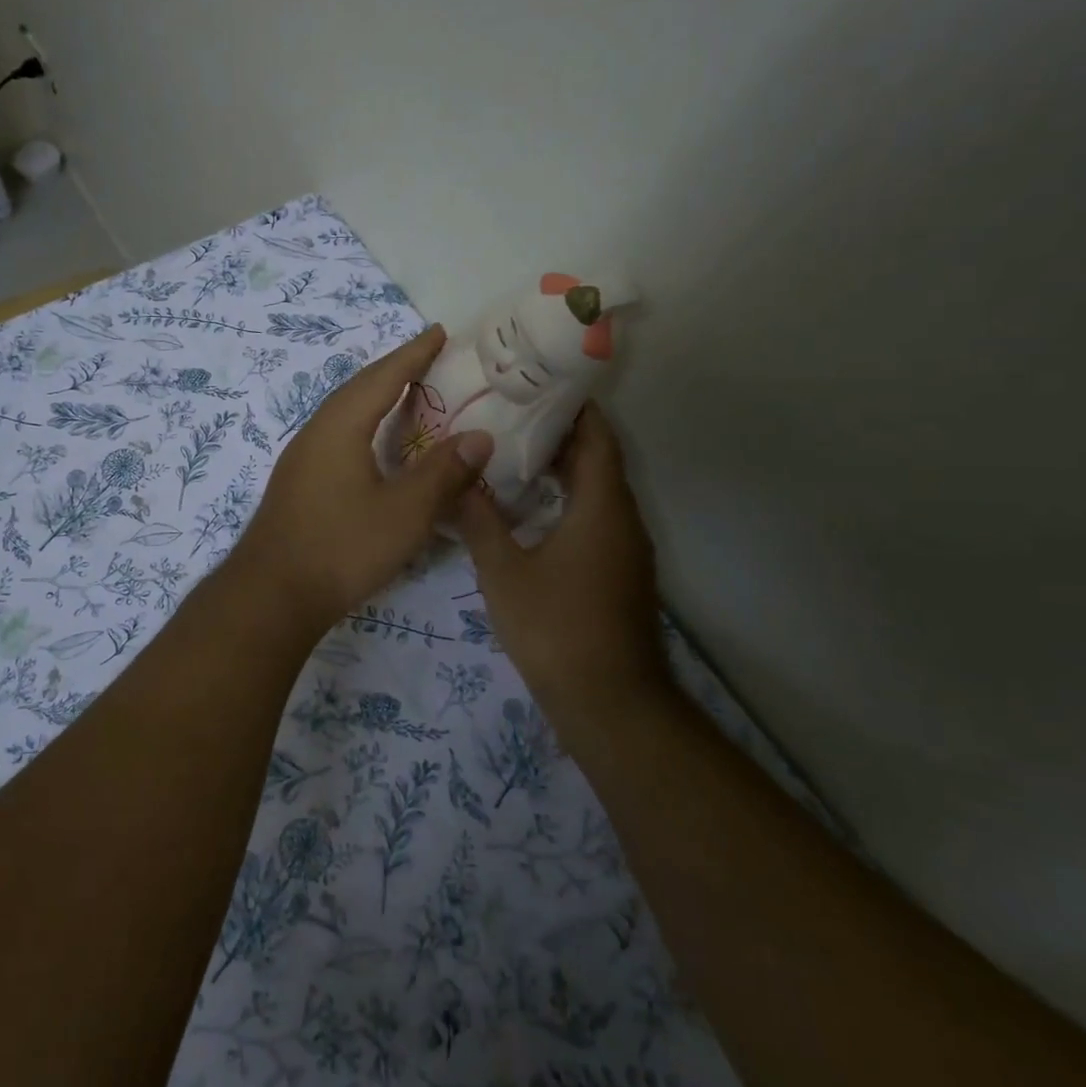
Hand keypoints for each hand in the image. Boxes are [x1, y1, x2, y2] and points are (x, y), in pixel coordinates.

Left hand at [233, 327, 492, 632]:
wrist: (271, 594)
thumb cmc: (341, 548)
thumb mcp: (405, 513)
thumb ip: (443, 473)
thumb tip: (479, 436)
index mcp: (341, 427)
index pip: (383, 376)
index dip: (414, 353)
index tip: (439, 331)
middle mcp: (316, 432)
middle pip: (358, 388)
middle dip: (394, 369)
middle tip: (428, 358)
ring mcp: (301, 458)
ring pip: (343, 412)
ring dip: (375, 396)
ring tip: (406, 394)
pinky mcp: (297, 483)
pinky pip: (336, 434)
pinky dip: (362, 424)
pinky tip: (373, 445)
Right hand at [455, 406, 666, 712]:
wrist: (608, 701)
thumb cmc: (555, 627)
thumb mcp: (503, 571)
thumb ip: (479, 520)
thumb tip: (458, 478)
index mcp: (602, 507)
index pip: (597, 437)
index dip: (574, 407)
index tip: (537, 385)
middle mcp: (623, 519)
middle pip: (598, 460)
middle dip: (560, 435)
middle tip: (510, 415)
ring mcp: (626, 549)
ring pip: (598, 492)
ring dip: (563, 469)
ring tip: (512, 453)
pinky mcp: (620, 573)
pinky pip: (597, 518)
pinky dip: (568, 500)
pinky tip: (529, 509)